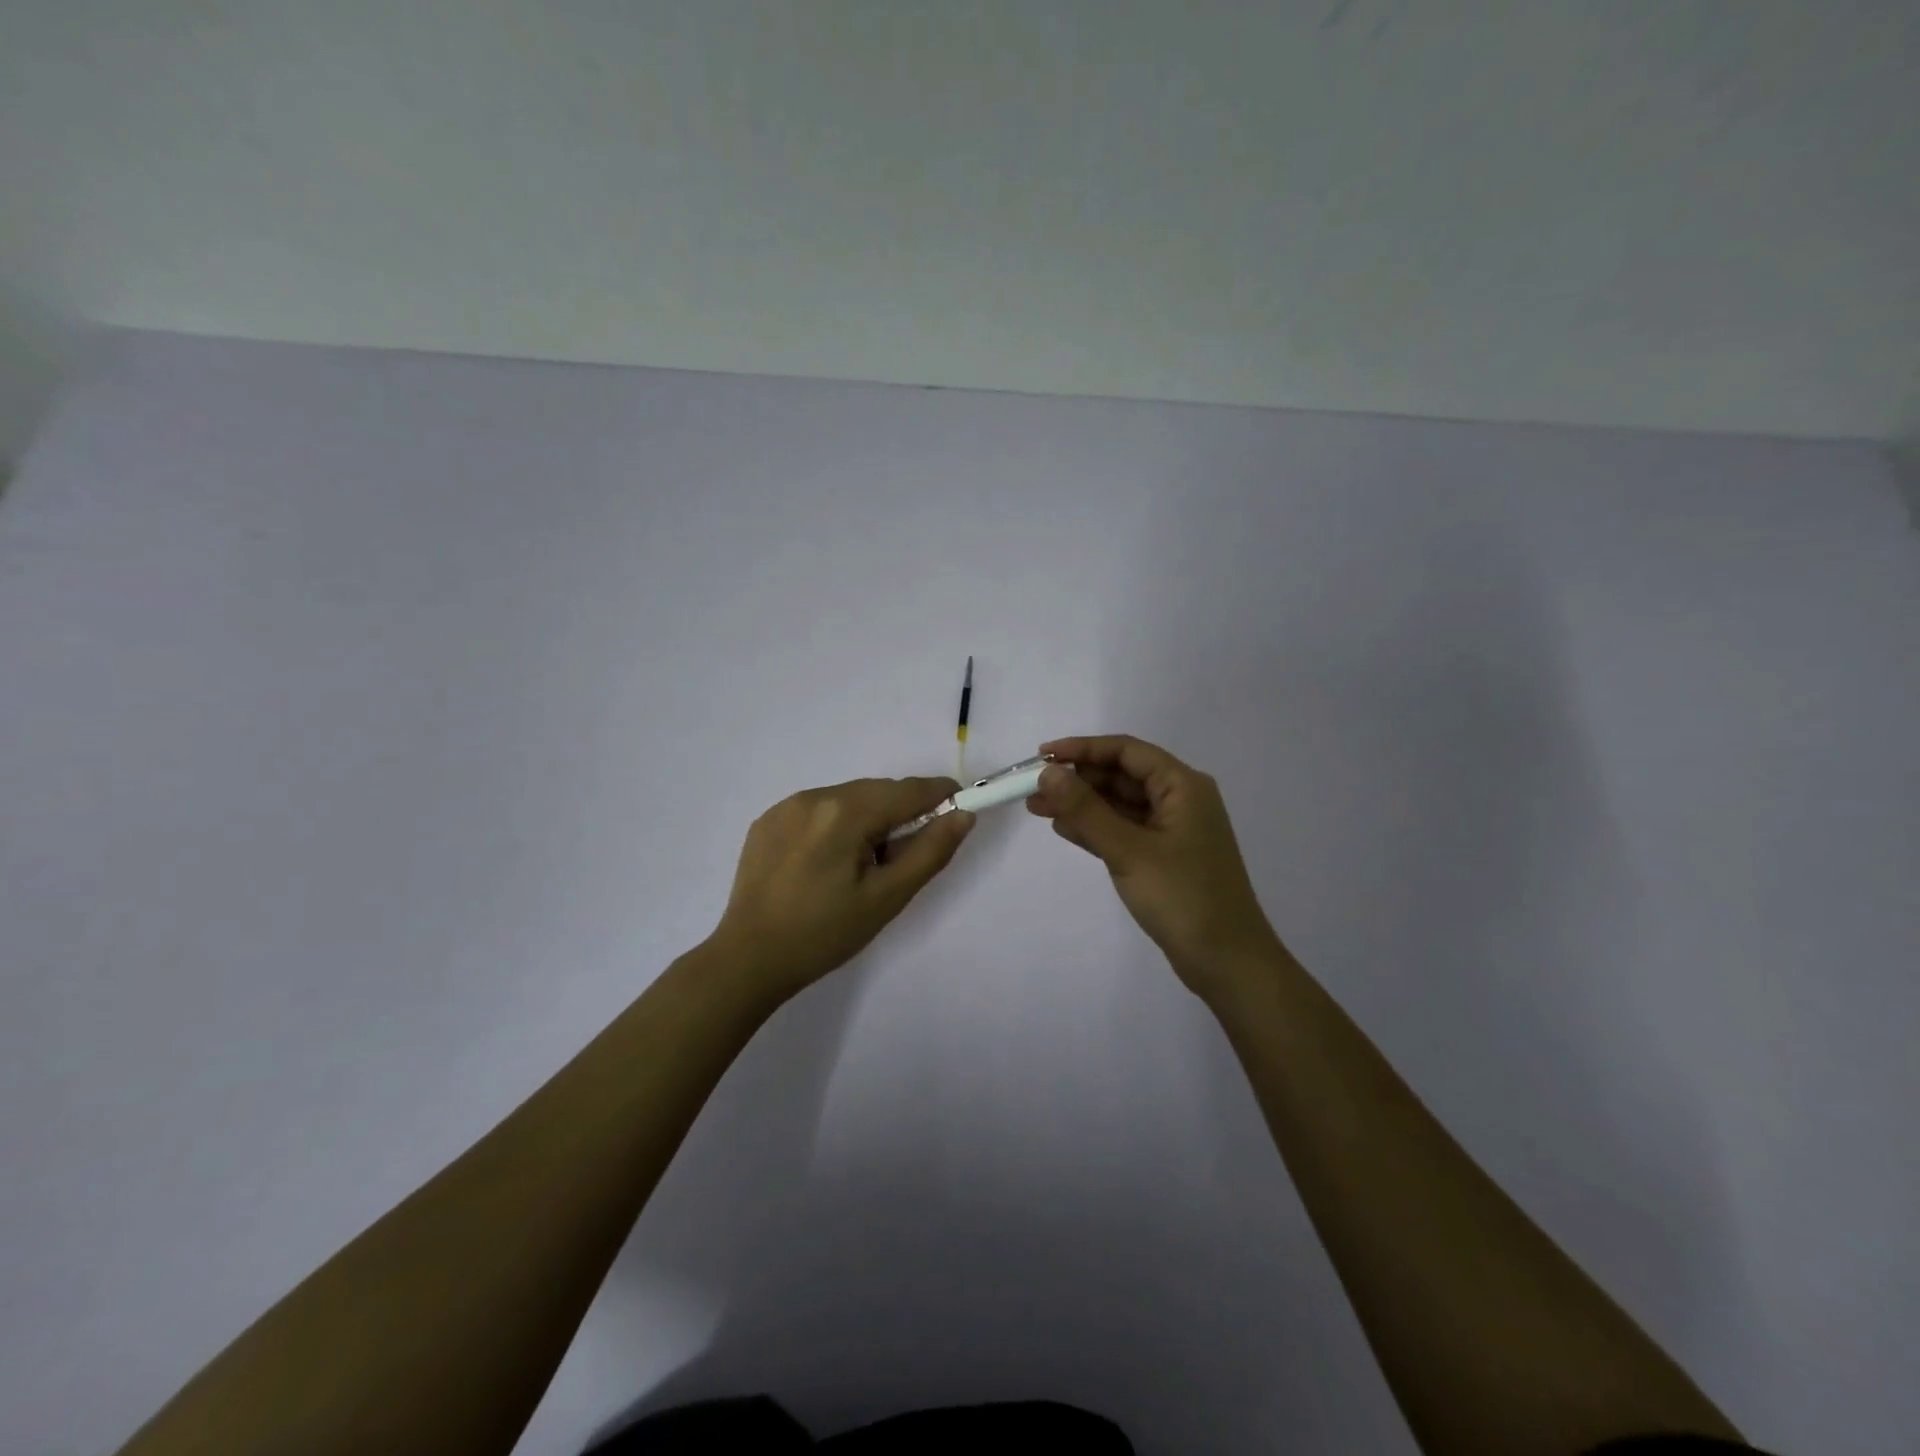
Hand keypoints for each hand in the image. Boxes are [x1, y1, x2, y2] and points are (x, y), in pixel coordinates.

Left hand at [710, 777, 974, 1001]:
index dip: (940, 794)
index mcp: (844, 812)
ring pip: (848, 798)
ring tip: (862, 867)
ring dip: (868, 819)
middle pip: (877, 791)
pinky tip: (827, 864)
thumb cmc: (824, 934)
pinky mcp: (767, 821)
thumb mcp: (886, 898)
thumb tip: (962, 815)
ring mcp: (786, 806)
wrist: (748, 959)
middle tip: (905, 857)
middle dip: (902, 813)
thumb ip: (929, 852)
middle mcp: (814, 796)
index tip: (959, 808)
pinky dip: (837, 825)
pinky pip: (818, 810)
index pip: (907, 790)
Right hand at [1027, 735, 1282, 999]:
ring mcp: (1172, 830)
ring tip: (1036, 807)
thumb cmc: (1183, 897)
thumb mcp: (1129, 850)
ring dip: (1081, 804)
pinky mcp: (1163, 857)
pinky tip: (1063, 828)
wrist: (1227, 962)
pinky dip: (1094, 827)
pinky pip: (1123, 830)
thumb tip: (1048, 774)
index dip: (1082, 749)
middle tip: (1032, 788)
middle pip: (1121, 775)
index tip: (1042, 757)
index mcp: (1182, 786)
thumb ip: (1086, 809)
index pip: (1126, 751)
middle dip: (1077, 779)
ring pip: (1119, 804)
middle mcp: (1180, 800)